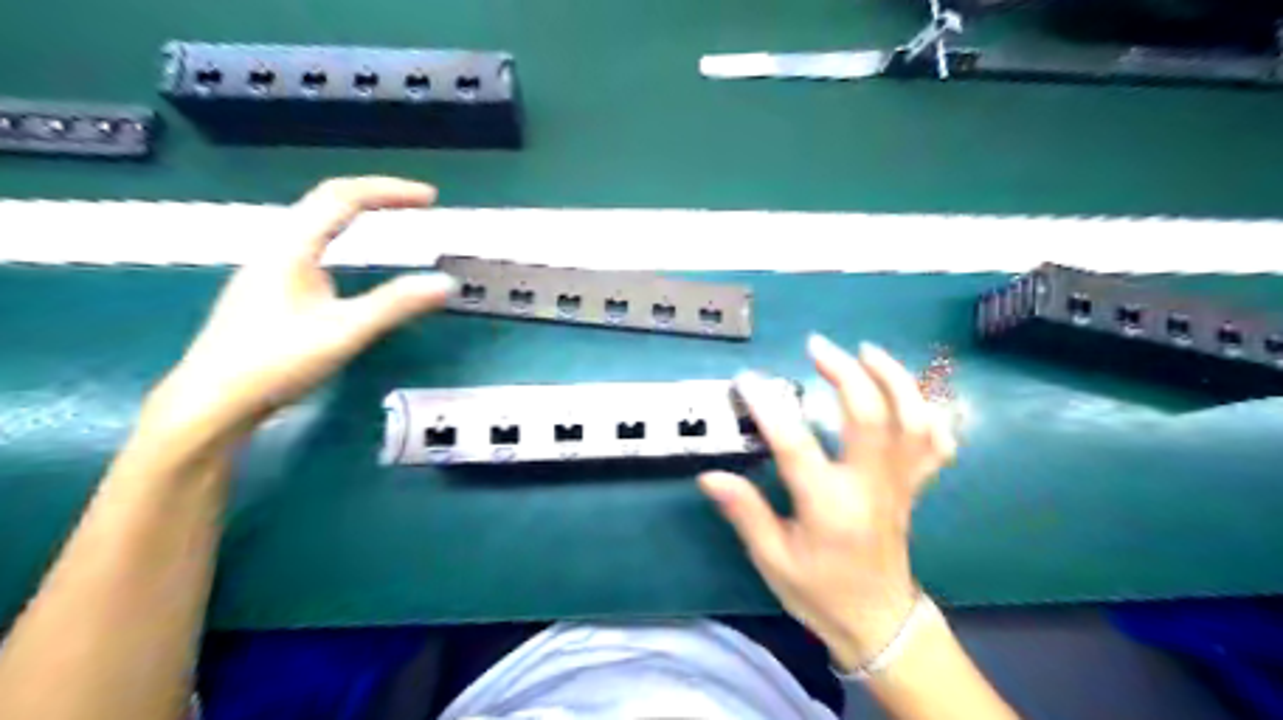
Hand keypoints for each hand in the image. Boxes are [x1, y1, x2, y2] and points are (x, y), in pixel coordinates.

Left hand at [148, 177, 454, 440]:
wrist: (210, 404)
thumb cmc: (275, 363)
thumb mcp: (344, 333)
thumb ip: (396, 305)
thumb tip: (446, 283)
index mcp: (291, 249)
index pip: (342, 198)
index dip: (388, 191)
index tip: (430, 198)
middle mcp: (277, 250)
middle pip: (327, 203)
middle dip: (376, 197)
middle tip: (418, 204)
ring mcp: (269, 271)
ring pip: (317, 225)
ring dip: (358, 215)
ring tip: (393, 221)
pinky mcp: (270, 293)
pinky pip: (313, 248)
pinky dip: (345, 240)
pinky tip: (352, 264)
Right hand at [697, 334, 956, 671]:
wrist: (879, 621)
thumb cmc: (821, 592)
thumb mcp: (773, 559)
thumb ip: (745, 512)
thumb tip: (710, 475)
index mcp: (830, 506)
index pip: (796, 445)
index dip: (769, 408)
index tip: (747, 381)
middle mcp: (871, 486)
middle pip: (871, 416)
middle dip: (846, 372)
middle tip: (817, 347)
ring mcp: (899, 483)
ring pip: (913, 420)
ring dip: (894, 378)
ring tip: (867, 351)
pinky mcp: (914, 486)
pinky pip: (936, 443)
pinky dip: (930, 411)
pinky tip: (909, 392)